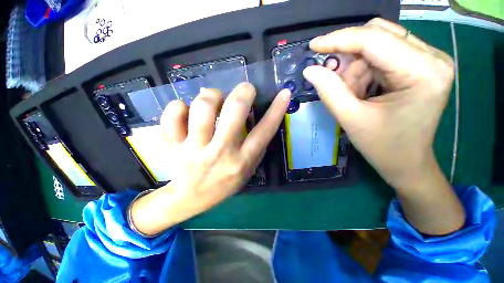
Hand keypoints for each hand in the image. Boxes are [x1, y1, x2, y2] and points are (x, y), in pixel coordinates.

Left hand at [130, 83, 290, 235]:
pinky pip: (173, 114)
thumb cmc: (223, 184)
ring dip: (211, 96)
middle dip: (243, 92)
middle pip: (234, 110)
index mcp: (242, 160)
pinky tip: (185, 110)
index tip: (284, 93)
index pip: (264, 131)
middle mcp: (221, 152)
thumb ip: (256, 148)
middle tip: (245, 89)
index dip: (277, 110)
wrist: (189, 198)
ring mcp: (194, 148)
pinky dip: (179, 106)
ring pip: (203, 107)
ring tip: (213, 100)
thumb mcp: (247, 170)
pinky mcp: (174, 145)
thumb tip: (262, 119)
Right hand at [303, 18, 464, 234]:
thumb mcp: (352, 118)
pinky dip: (360, 69)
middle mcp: (428, 58)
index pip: (371, 39)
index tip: (312, 46)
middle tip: (330, 79)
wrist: (408, 163)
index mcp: (421, 71)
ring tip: (347, 92)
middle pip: (375, 36)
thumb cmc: (384, 147)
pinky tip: (357, 89)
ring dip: (352, 66)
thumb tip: (309, 71)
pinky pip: (379, 55)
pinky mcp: (416, 67)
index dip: (337, 40)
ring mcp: (424, 61)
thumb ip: (329, 89)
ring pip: (375, 45)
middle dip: (345, 56)